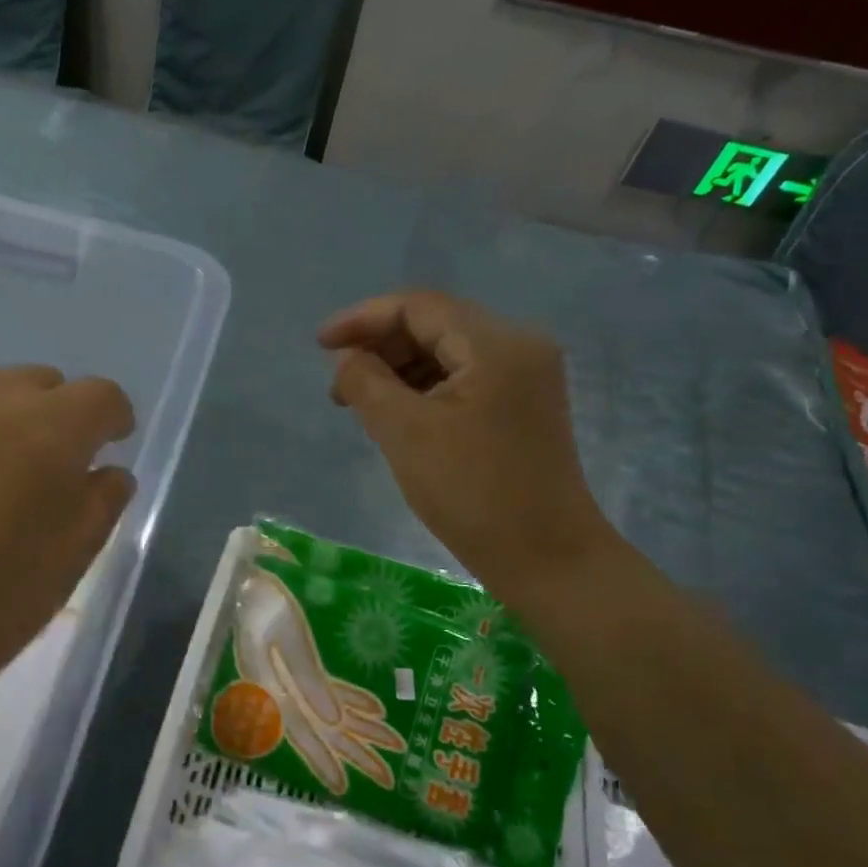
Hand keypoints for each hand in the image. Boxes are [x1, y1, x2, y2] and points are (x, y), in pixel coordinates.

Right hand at [319, 291, 615, 601]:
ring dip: (399, 368)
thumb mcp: (405, 433)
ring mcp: (525, 376)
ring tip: (361, 404)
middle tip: (339, 385)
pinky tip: (397, 415)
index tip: (320, 345)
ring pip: (447, 351)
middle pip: (434, 324)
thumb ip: (367, 383)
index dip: (363, 319)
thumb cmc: (473, 494)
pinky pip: (463, 377)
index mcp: (496, 344)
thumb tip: (348, 358)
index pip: (418, 306)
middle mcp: (519, 345)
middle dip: (380, 346)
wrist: (547, 559)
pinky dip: (423, 387)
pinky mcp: (522, 404)